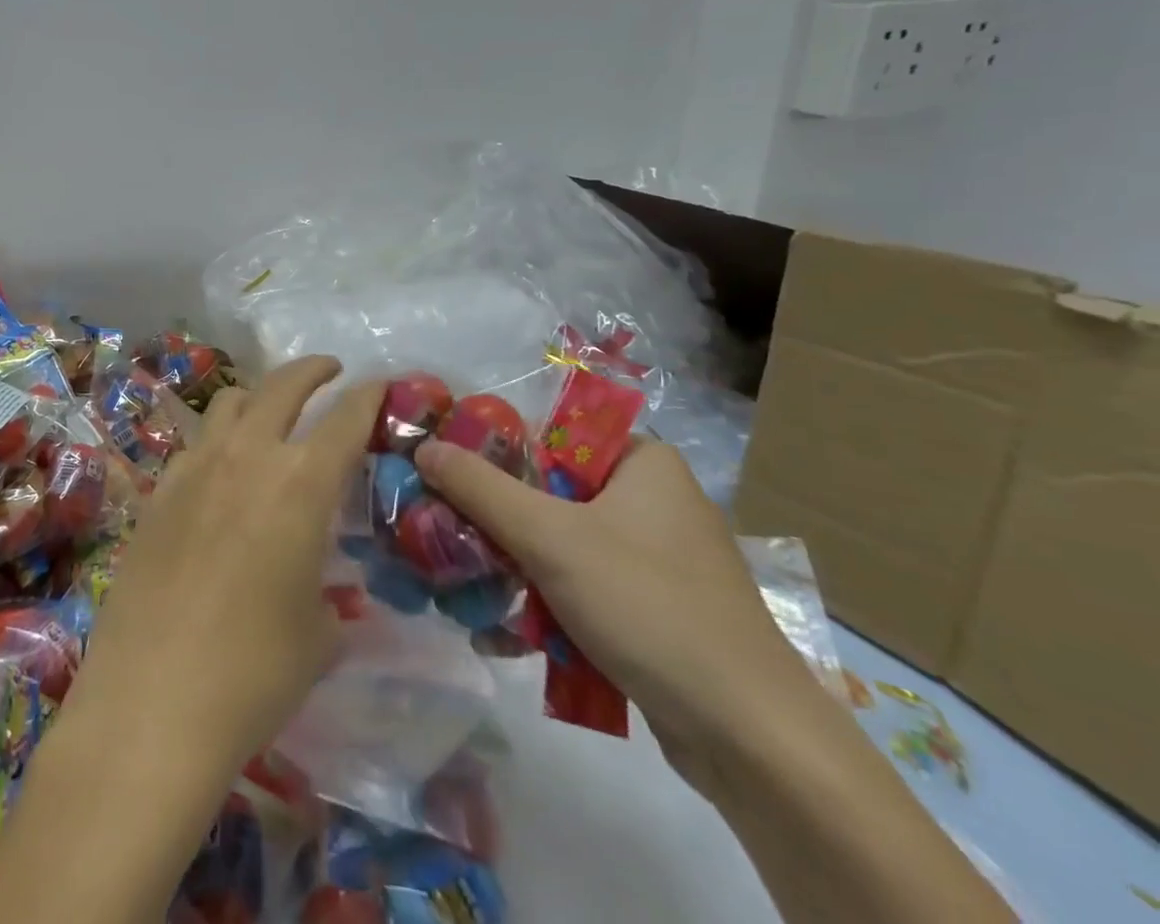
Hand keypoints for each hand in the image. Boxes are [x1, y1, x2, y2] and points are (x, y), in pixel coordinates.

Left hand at [70, 356, 383, 774]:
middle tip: (329, 371)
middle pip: (282, 386)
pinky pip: (194, 444)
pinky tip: (220, 473)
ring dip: (259, 397)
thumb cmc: (254, 673)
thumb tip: (321, 589)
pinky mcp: (158, 491)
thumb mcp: (318, 635)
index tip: (380, 384)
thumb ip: (328, 594)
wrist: (153, 700)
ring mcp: (195, 468)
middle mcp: (247, 457)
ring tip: (270, 415)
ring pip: (230, 402)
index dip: (368, 395)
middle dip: (312, 370)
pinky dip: (217, 441)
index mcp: (301, 485)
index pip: (345, 418)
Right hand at [414, 438, 834, 791]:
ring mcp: (655, 559)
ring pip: (560, 545)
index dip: (493, 451)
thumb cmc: (649, 607)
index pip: (548, 434)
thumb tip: (424, 448)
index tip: (445, 475)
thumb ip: (480, 489)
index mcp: (642, 462)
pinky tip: (504, 633)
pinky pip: (582, 588)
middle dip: (495, 523)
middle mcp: (651, 500)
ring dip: (513, 569)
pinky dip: (545, 604)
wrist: (753, 741)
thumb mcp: (551, 538)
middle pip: (549, 494)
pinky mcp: (654, 610)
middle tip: (446, 536)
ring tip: (464, 589)